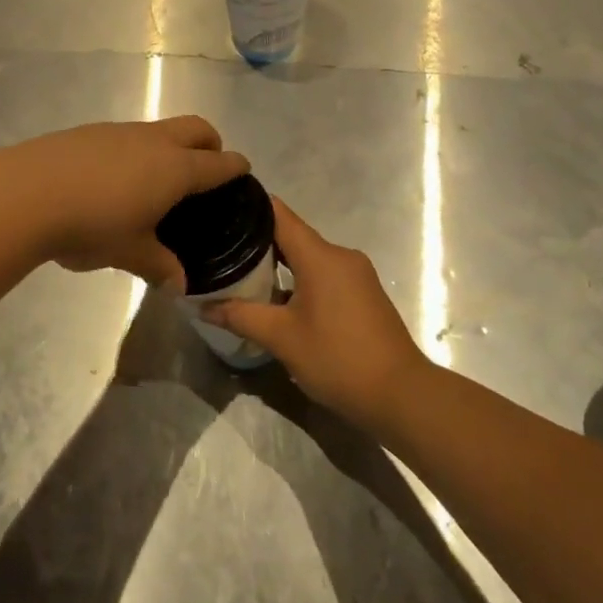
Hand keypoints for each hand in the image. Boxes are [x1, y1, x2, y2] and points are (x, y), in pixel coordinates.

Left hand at [0, 116, 249, 287]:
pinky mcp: (90, 131)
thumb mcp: (129, 252)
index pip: (218, 163)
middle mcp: (154, 141)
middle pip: (196, 128)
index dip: (235, 167)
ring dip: (170, 146)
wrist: (27, 192)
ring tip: (157, 180)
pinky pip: (128, 135)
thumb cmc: (92, 225)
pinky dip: (137, 150)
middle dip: (210, 144)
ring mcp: (121, 131)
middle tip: (206, 169)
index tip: (243, 171)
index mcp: (175, 169)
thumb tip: (179, 284)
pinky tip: (115, 179)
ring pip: (160, 129)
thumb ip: (159, 265)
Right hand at [206, 199, 432, 433]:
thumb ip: (241, 316)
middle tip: (220, 249)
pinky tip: (277, 299)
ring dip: (278, 265)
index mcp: (321, 256)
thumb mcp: (282, 338)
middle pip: (292, 235)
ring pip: (308, 257)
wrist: (401, 395)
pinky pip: (323, 274)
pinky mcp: (363, 293)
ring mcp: (356, 274)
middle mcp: (340, 255)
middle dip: (257, 241)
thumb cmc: (338, 359)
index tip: (218, 207)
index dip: (249, 207)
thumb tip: (202, 306)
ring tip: (241, 274)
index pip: (279, 214)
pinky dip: (299, 279)